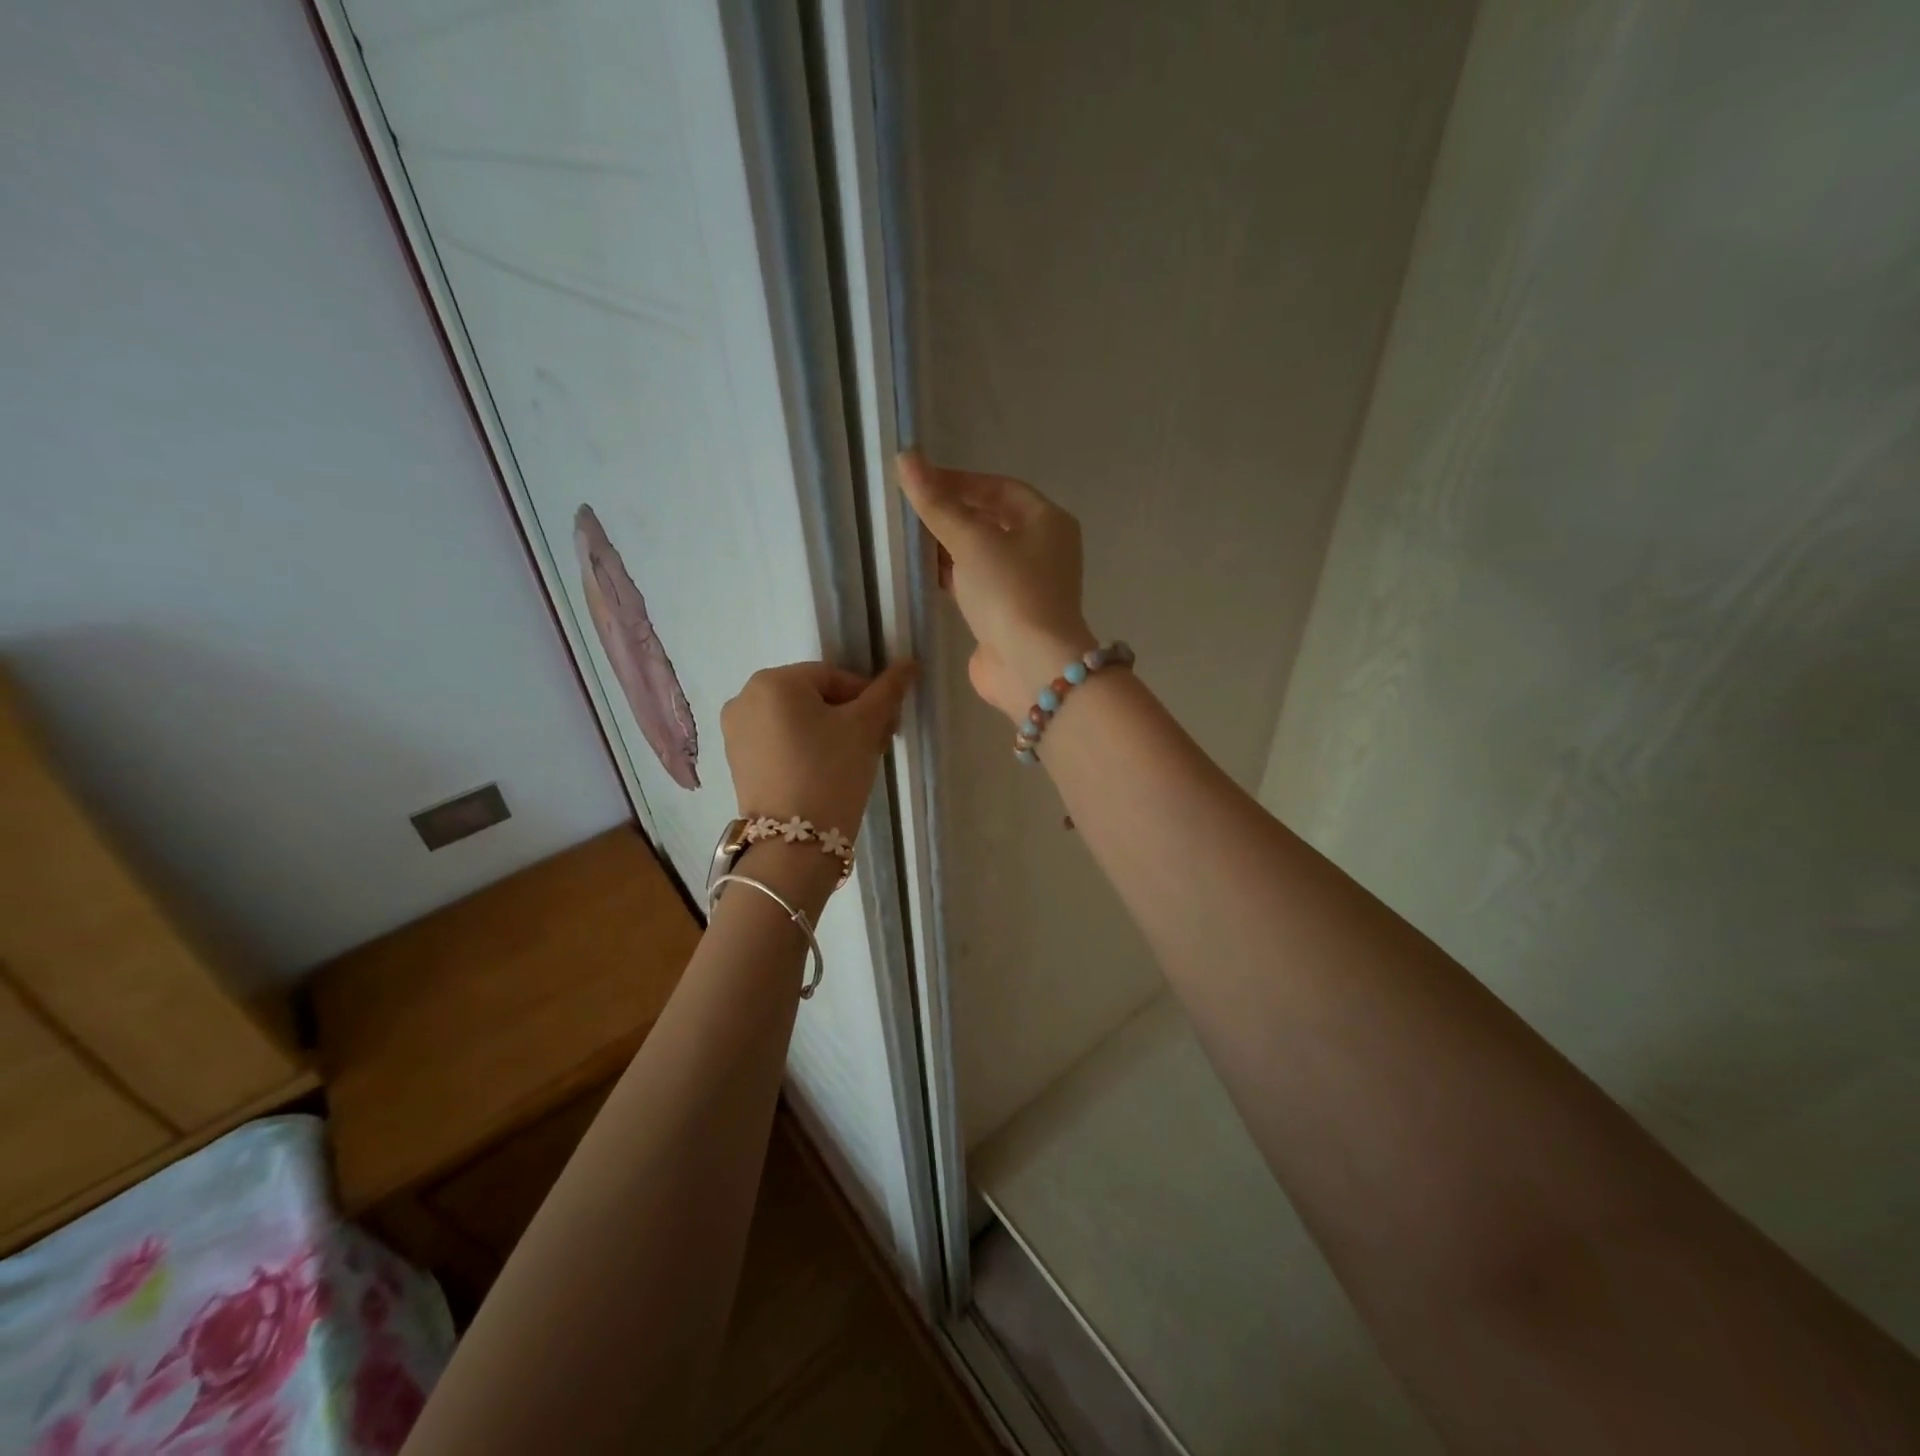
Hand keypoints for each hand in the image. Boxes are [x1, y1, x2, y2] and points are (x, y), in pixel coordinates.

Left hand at [720, 659, 916, 854]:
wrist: (794, 845)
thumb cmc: (831, 773)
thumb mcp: (865, 727)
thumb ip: (888, 691)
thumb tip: (910, 662)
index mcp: (773, 681)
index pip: (834, 677)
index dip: (866, 699)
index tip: (886, 726)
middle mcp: (744, 698)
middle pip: (813, 698)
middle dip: (847, 716)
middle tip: (873, 744)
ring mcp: (735, 732)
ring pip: (796, 721)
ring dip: (827, 733)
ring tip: (851, 762)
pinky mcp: (737, 762)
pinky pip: (778, 743)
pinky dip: (803, 750)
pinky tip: (824, 775)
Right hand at [897, 451, 1095, 721]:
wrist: (1031, 666)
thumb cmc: (1009, 592)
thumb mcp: (971, 540)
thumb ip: (937, 503)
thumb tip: (906, 457)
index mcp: (1047, 521)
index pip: (1000, 488)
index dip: (960, 481)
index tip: (920, 482)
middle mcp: (1044, 550)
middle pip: (993, 520)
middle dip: (953, 514)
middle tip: (911, 511)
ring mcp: (1028, 586)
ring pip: (984, 555)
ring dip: (951, 547)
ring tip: (911, 541)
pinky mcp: (1010, 616)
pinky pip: (978, 585)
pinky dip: (955, 577)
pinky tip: (925, 575)